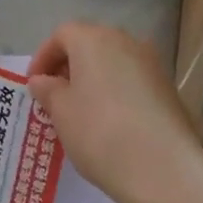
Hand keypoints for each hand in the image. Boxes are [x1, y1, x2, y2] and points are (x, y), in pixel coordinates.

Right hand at [28, 22, 202, 202]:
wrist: (162, 168)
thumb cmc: (99, 133)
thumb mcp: (61, 112)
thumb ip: (48, 90)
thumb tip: (42, 80)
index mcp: (94, 40)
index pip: (62, 35)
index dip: (43, 57)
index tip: (34, 85)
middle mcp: (125, 41)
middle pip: (90, 44)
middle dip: (68, 66)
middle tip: (55, 97)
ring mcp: (152, 63)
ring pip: (113, 62)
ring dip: (93, 79)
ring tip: (81, 111)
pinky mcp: (168, 87)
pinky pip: (132, 80)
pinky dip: (115, 91)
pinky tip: (110, 121)